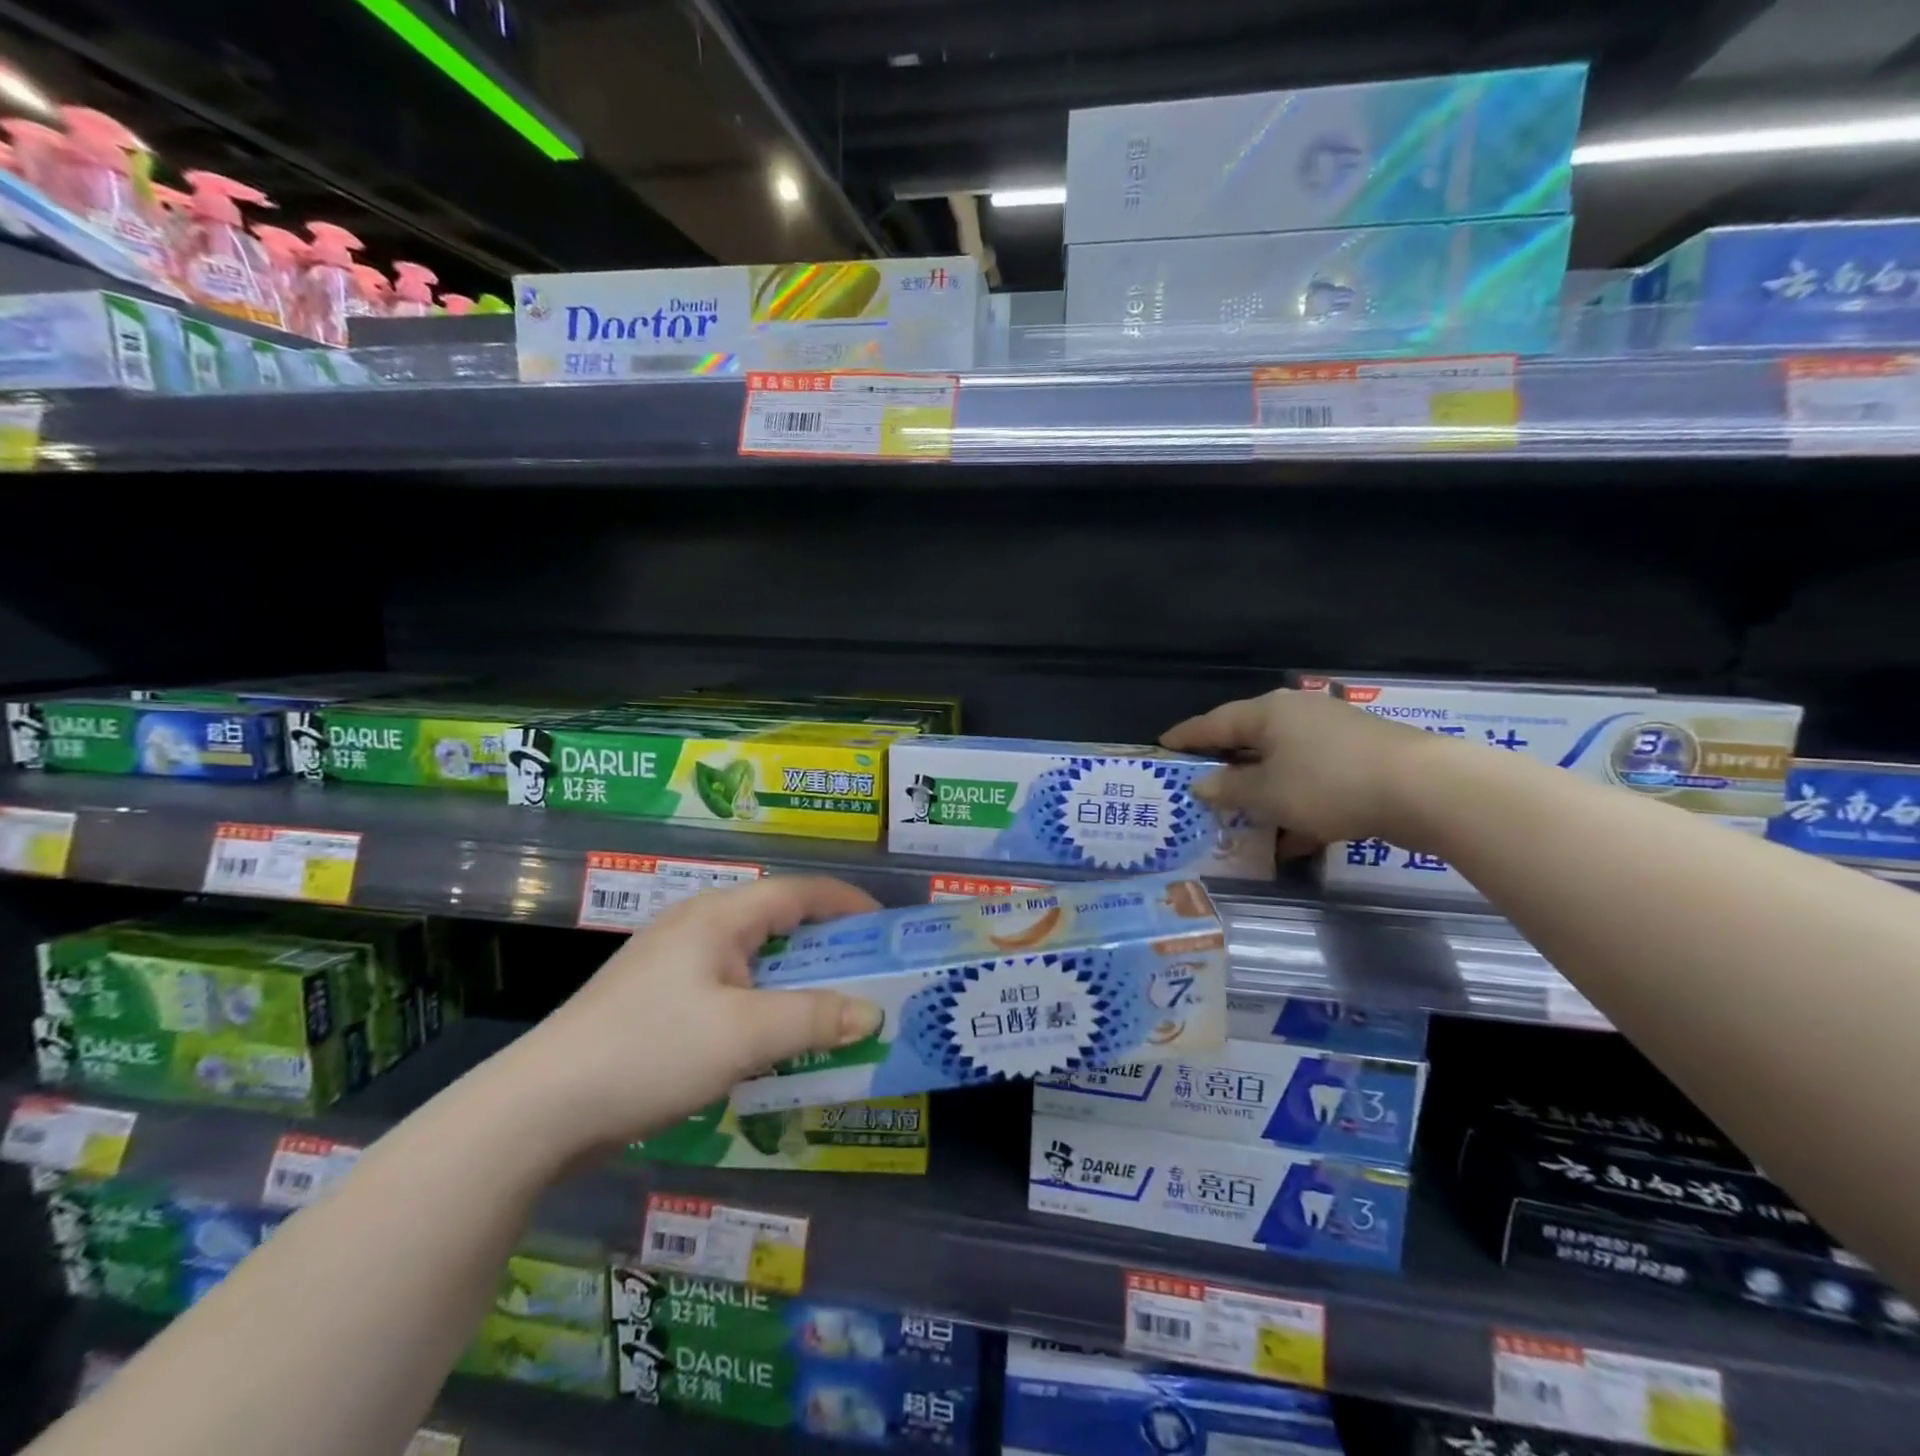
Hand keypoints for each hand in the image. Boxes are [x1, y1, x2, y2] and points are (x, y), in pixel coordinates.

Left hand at [508, 877, 884, 1154]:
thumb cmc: (651, 1052)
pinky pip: (728, 985)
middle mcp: (696, 925)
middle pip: (777, 919)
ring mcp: (672, 961)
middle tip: (868, 972)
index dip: (847, 903)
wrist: (539, 1108)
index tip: (887, 926)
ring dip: (795, 976)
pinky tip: (773, 1035)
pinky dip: (764, 1000)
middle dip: (827, 943)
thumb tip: (874, 1012)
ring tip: (831, 1005)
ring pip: (752, 955)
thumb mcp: (744, 1036)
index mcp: (718, 916)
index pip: (798, 891)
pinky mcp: (657, 997)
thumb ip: (815, 1019)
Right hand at [1162, 688, 1434, 857]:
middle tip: (1200, 783)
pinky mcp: (1361, 758)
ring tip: (1243, 819)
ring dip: (1263, 792)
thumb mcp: (1268, 794)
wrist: (1425, 789)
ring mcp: (1333, 735)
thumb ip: (1229, 789)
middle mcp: (1298, 715)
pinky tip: (1293, 840)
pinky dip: (1297, 804)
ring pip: (1283, 763)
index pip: (1214, 723)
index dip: (1186, 737)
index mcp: (1268, 713)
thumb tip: (1202, 784)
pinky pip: (1313, 780)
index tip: (1162, 745)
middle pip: (1250, 739)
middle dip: (1227, 766)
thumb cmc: (1328, 785)